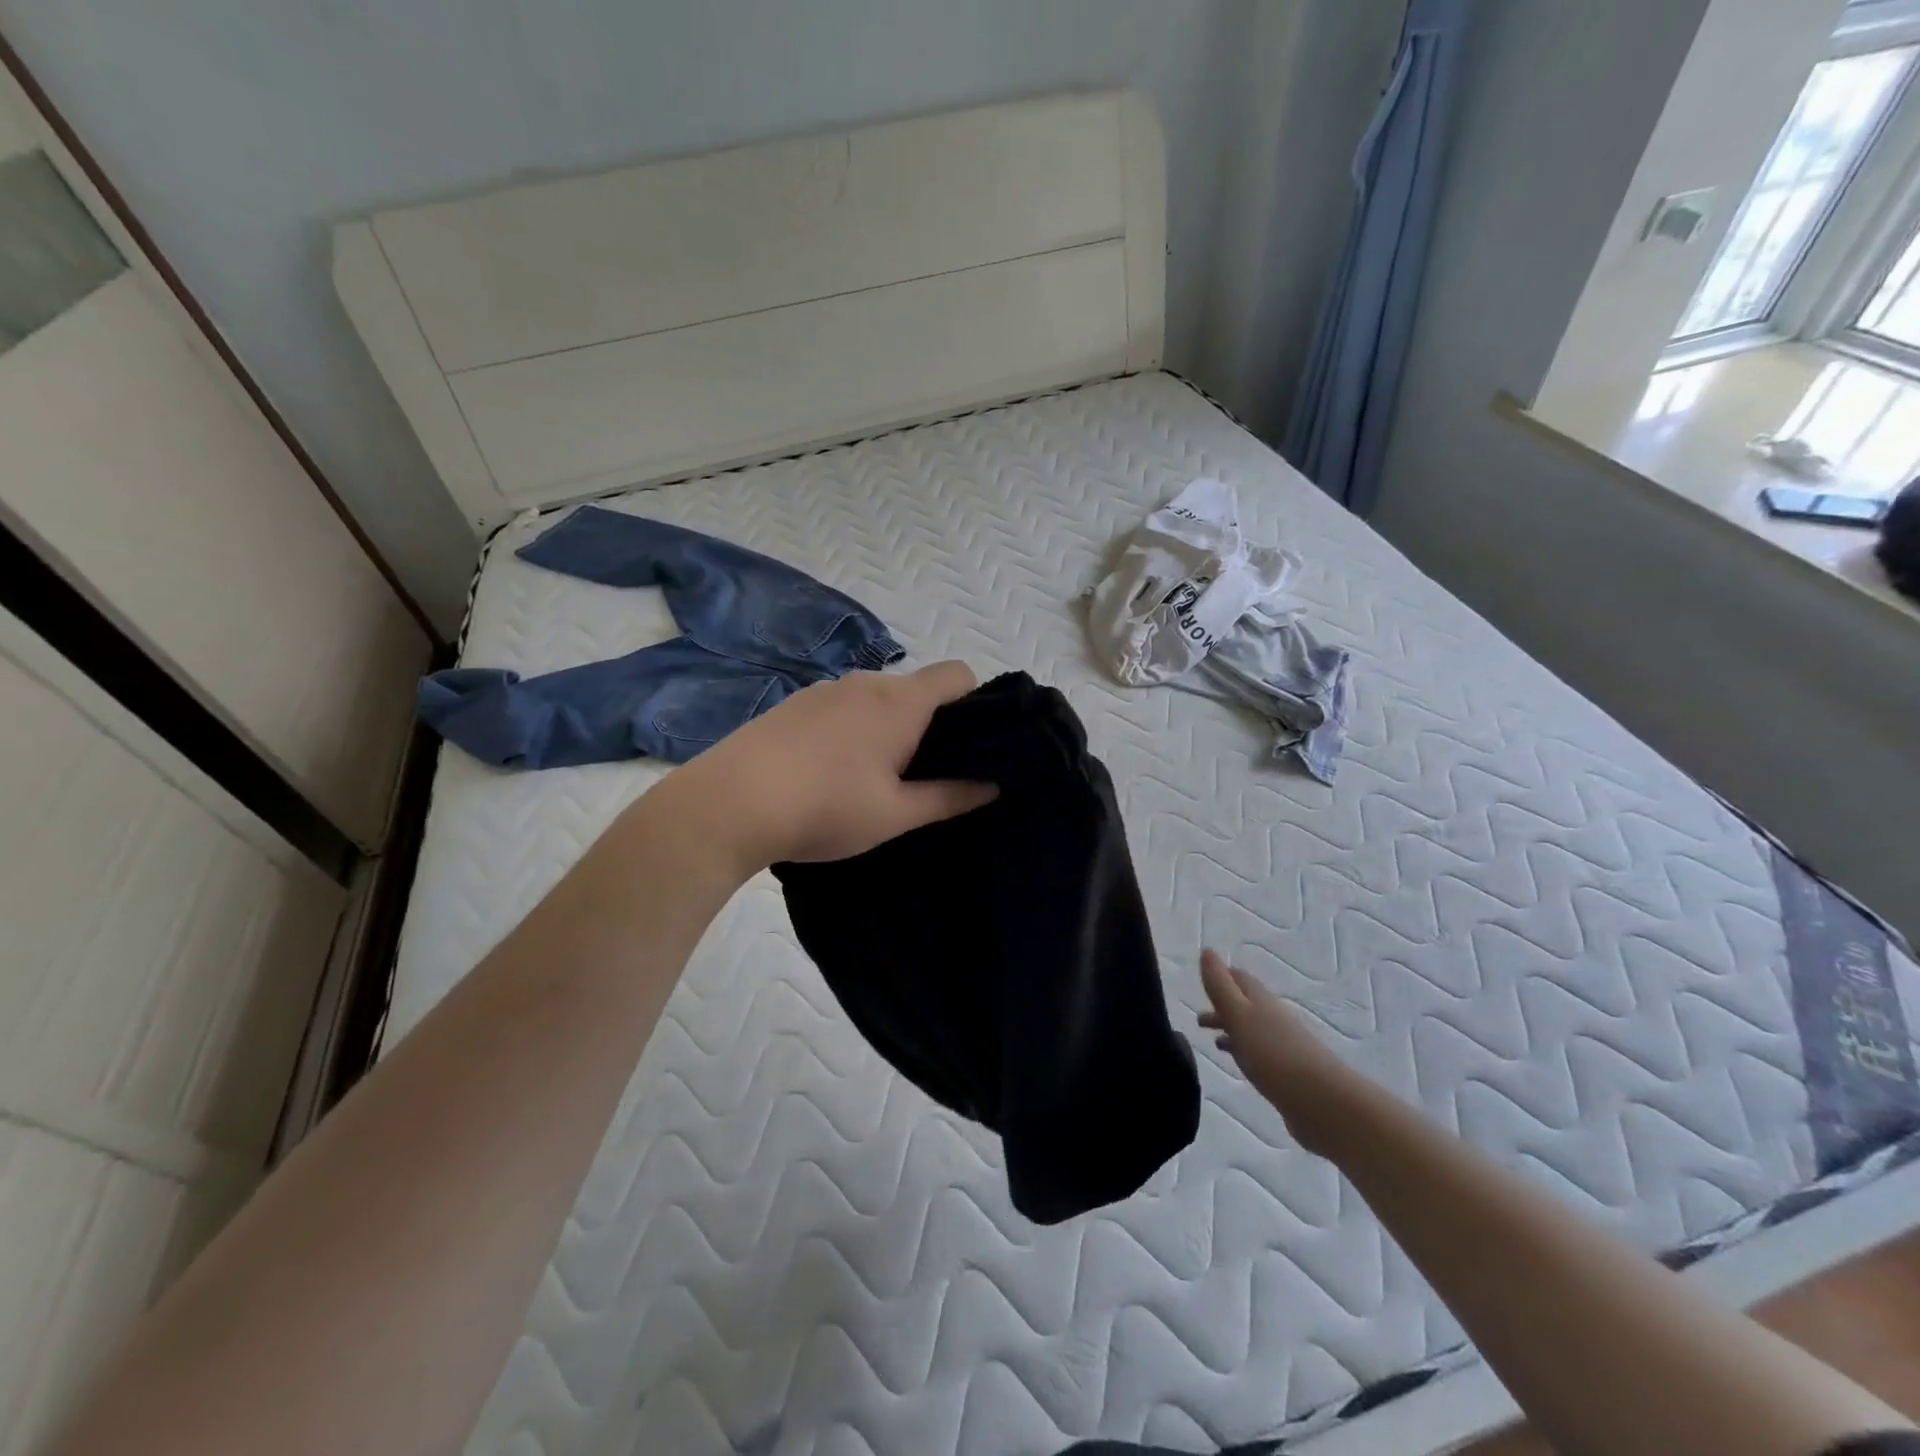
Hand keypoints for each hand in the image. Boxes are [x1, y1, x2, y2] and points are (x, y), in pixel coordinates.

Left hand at [659, 661, 996, 873]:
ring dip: (887, 727)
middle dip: (929, 724)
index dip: (975, 701)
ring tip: (872, 778)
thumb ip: (949, 797)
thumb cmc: (825, 808)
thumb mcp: (895, 814)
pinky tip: (829, 771)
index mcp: (900, 702)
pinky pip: (841, 707)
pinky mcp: (792, 704)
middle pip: (916, 689)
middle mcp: (865, 683)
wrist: (729, 804)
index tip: (970, 743)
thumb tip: (992, 785)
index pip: (958, 673)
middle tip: (923, 774)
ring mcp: (824, 690)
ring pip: (875, 699)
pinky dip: (851, 729)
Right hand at [1198, 949, 1351, 1153]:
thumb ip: (1220, 986)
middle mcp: (1273, 1017)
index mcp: (1260, 1000)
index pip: (1239, 978)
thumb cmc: (1274, 1054)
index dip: (1221, 976)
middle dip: (1222, 1006)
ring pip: (1251, 1029)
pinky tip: (1238, 1063)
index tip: (1202, 980)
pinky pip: (1259, 1053)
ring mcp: (1282, 1044)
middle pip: (1245, 1004)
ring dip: (1231, 1030)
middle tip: (1199, 1019)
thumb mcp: (1239, 1016)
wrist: (1323, 1102)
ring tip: (1211, 1041)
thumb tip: (1207, 950)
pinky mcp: (1287, 1071)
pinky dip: (1243, 1051)